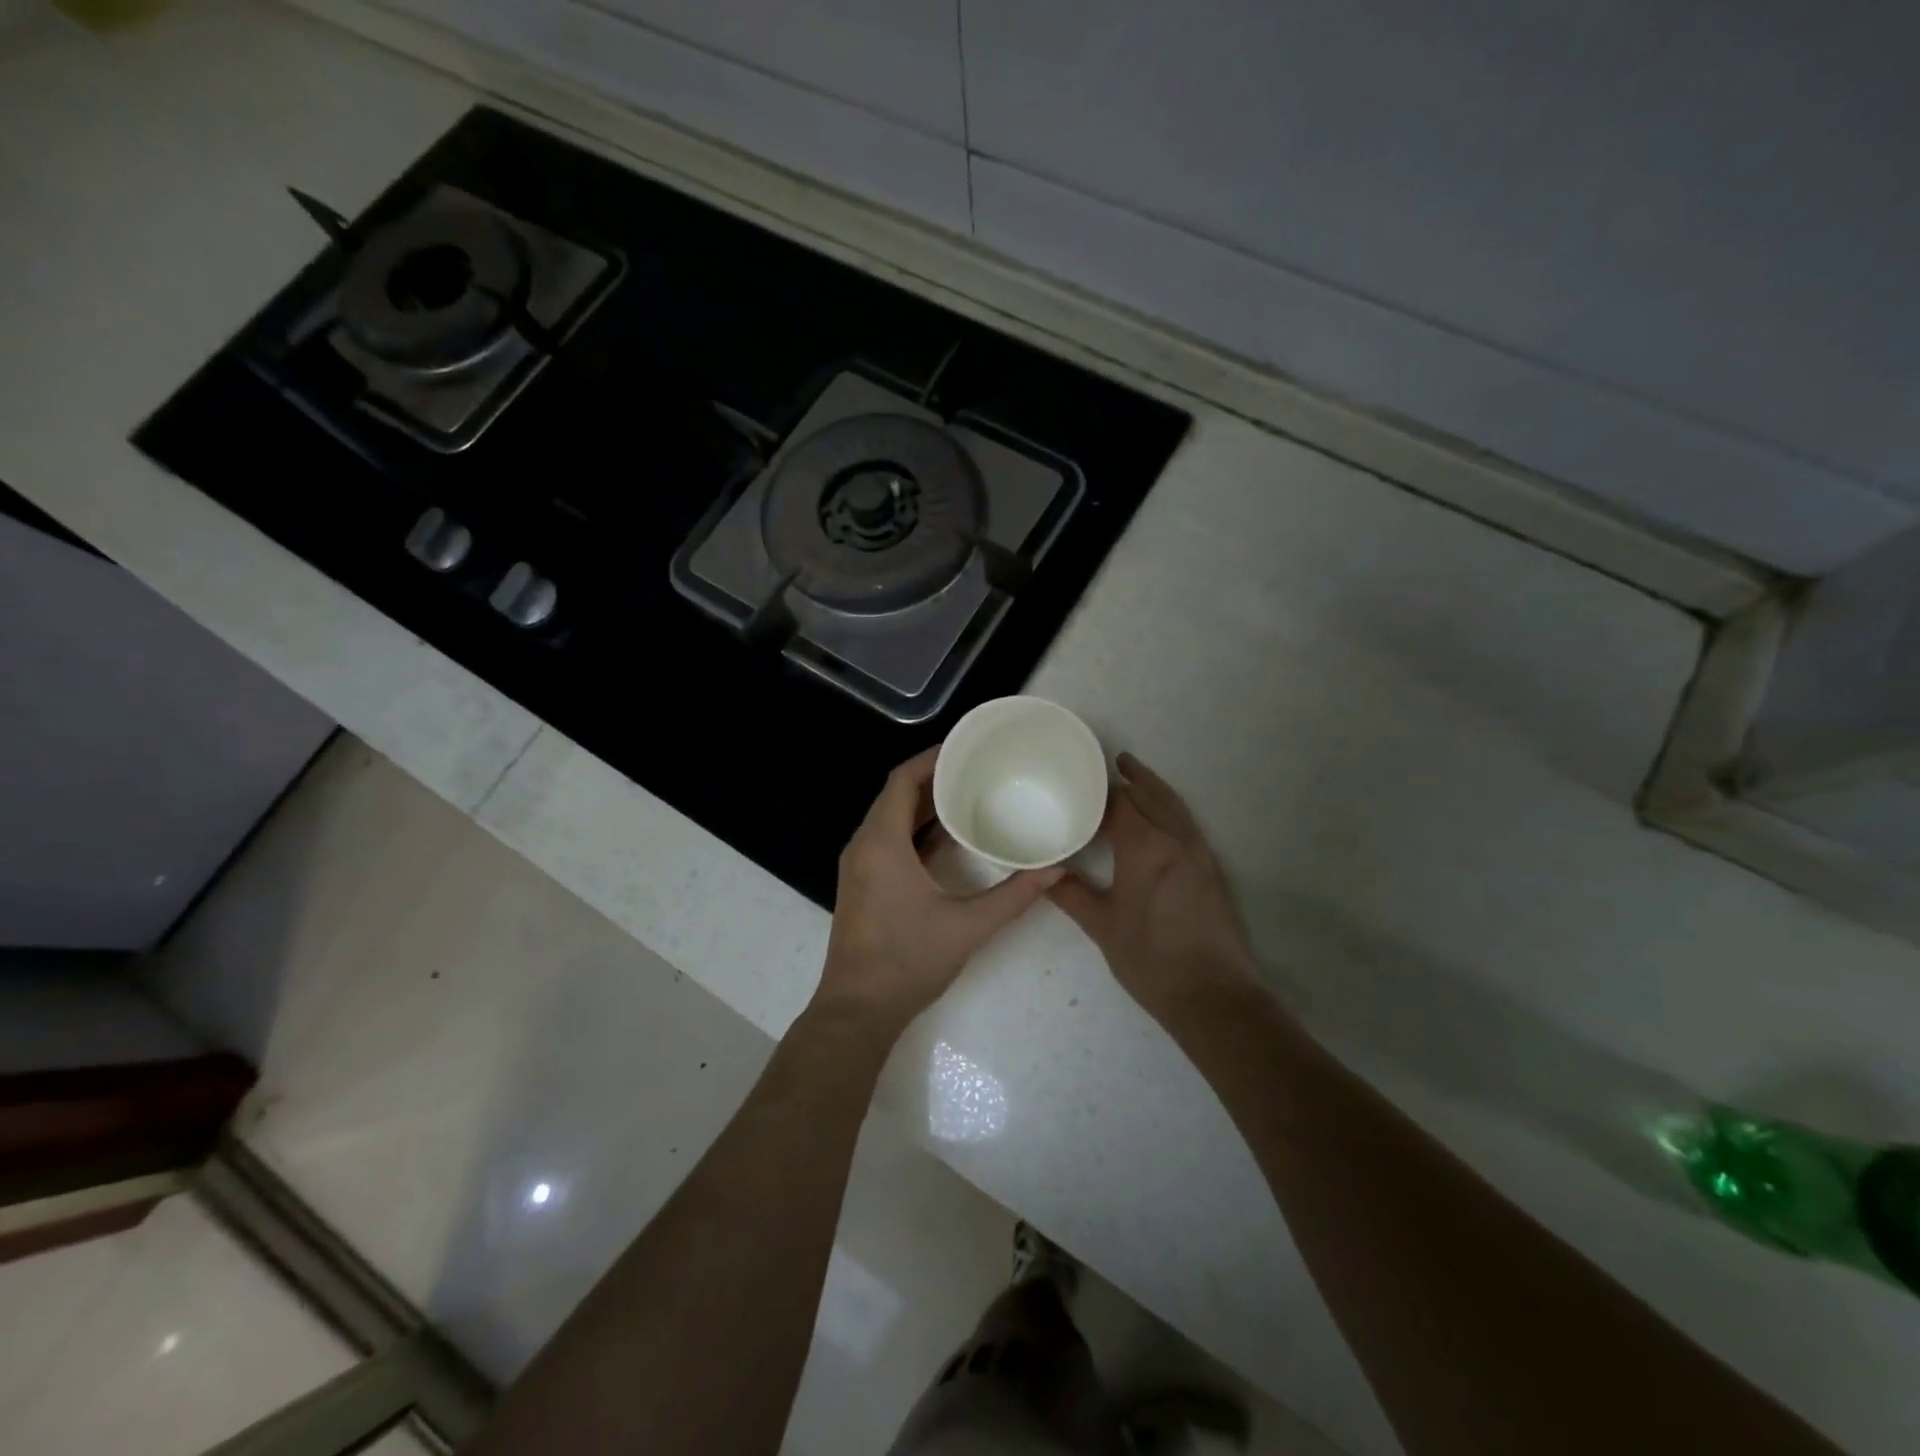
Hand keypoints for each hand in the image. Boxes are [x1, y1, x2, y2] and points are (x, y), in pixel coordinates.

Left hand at [816, 747, 1061, 1037]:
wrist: (858, 1009)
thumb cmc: (909, 961)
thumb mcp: (969, 926)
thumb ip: (1015, 895)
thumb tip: (1057, 870)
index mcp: (882, 844)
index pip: (902, 781)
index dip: (931, 758)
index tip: (964, 747)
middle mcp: (863, 846)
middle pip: (895, 795)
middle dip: (932, 778)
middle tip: (974, 767)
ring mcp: (858, 866)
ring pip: (889, 818)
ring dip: (923, 804)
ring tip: (966, 793)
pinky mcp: (861, 883)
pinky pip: (886, 838)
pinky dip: (913, 829)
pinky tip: (946, 836)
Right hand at [1049, 752, 1257, 1021]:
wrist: (1213, 994)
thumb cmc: (1150, 959)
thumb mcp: (1103, 927)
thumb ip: (1072, 895)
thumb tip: (1046, 873)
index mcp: (1145, 847)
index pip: (1120, 802)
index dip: (1100, 789)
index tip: (1079, 781)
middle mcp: (1175, 839)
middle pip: (1151, 795)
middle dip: (1129, 778)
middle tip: (1107, 763)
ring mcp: (1198, 852)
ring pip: (1174, 805)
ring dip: (1153, 787)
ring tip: (1134, 773)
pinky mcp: (1211, 868)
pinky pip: (1186, 822)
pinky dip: (1169, 807)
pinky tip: (1158, 817)